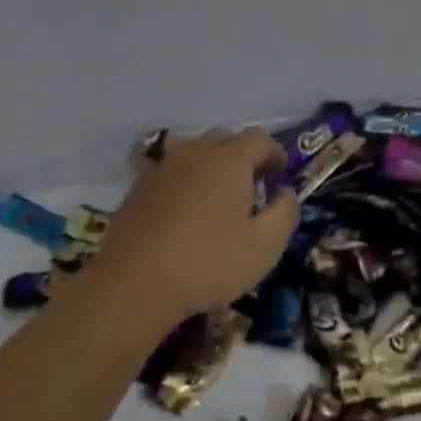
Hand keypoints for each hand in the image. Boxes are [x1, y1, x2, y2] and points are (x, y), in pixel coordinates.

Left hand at [90, 129, 299, 320]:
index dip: (274, 154)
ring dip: (211, 168)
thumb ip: (285, 212)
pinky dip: (184, 183)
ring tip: (216, 201)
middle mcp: (195, 151)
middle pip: (225, 140)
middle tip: (251, 191)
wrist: (135, 281)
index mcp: (229, 159)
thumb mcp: (265, 246)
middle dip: (243, 159)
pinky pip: (170, 173)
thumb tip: (285, 193)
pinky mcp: (138, 186)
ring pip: (194, 153)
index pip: (259, 138)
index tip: (279, 178)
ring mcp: (162, 166)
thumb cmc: (209, 262)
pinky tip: (183, 214)